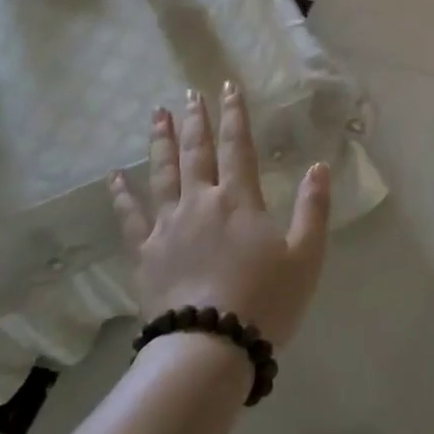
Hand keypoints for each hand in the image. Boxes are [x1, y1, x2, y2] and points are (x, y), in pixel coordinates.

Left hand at [109, 82, 330, 348]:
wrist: (211, 346)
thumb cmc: (266, 301)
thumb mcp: (306, 256)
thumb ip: (314, 208)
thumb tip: (319, 167)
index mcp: (240, 200)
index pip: (239, 146)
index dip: (235, 115)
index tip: (228, 87)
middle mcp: (201, 202)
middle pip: (196, 152)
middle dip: (195, 120)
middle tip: (190, 94)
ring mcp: (169, 225)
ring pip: (162, 173)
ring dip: (160, 141)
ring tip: (157, 114)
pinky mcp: (147, 252)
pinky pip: (131, 216)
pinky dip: (122, 194)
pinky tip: (115, 177)